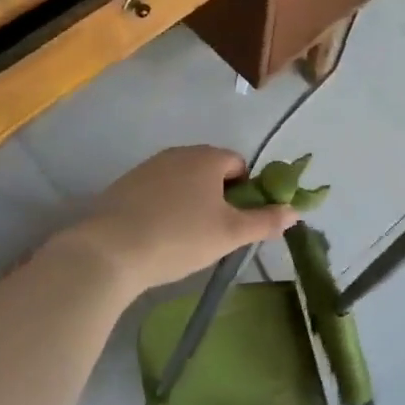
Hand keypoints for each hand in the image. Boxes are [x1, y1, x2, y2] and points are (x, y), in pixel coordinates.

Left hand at [69, 147, 296, 290]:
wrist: (109, 251)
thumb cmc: (179, 237)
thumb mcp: (230, 234)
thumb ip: (265, 220)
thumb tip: (295, 211)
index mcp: (207, 157)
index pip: (239, 164)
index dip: (246, 191)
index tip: (240, 221)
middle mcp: (178, 153)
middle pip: (210, 171)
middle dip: (219, 197)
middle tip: (216, 232)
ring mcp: (147, 167)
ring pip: (182, 181)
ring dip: (191, 202)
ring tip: (186, 237)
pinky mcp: (124, 185)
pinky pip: (157, 192)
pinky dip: (164, 208)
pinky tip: (158, 235)